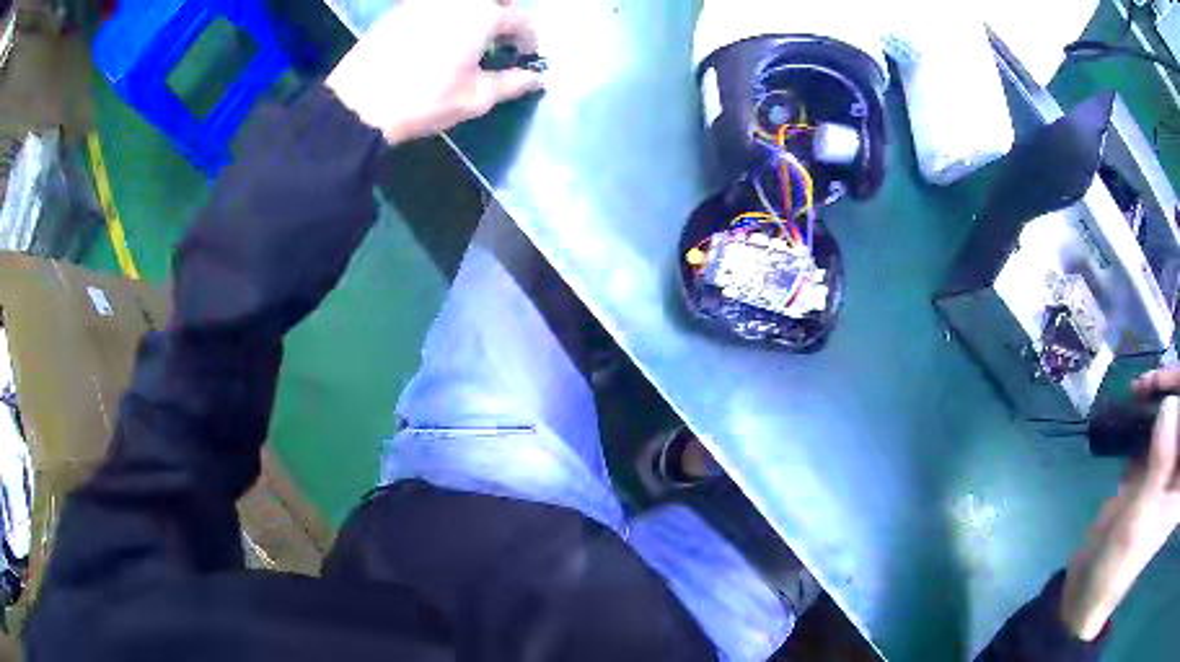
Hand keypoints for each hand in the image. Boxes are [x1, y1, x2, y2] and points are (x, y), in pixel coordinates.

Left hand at [326, 0, 543, 144]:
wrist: (358, 104)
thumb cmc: (424, 100)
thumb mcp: (474, 98)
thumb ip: (511, 84)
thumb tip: (536, 79)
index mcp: (483, 14)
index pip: (520, 18)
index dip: (528, 38)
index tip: (526, 55)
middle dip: (505, 12)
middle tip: (501, 37)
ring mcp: (426, 1)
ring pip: (463, 1)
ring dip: (476, 12)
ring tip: (471, 37)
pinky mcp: (402, 9)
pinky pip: (436, 5)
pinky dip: (449, 13)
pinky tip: (442, 36)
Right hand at [1060, 383, 1179, 640]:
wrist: (1091, 584)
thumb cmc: (1119, 563)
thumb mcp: (1140, 519)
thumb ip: (1159, 465)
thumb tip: (1171, 405)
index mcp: (1175, 490)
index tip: (1176, 383)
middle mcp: (1177, 476)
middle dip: (1176, 390)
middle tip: (1155, 381)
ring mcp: (1170, 472)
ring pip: (1177, 415)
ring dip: (1166, 394)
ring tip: (1145, 388)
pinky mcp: (1159, 468)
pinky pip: (1165, 423)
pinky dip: (1154, 408)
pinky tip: (1139, 407)